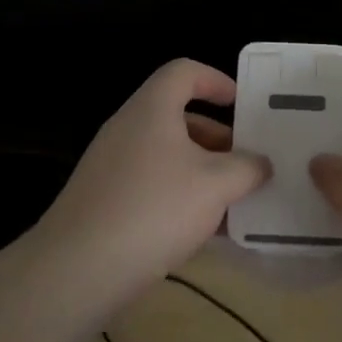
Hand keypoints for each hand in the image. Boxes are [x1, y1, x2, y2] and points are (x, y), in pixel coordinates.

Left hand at [31, 59, 269, 300]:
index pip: (183, 72)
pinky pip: (152, 186)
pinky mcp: (106, 201)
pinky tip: (206, 231)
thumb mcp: (216, 185)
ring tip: (235, 202)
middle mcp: (127, 130)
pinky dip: (182, 197)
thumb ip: (247, 168)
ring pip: (168, 156)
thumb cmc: (155, 209)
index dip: (216, 80)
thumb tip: (261, 164)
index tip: (242, 104)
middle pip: (178, 117)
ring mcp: (112, 167)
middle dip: (218, 138)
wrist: (80, 268)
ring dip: (204, 172)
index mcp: (151, 110)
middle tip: (249, 164)